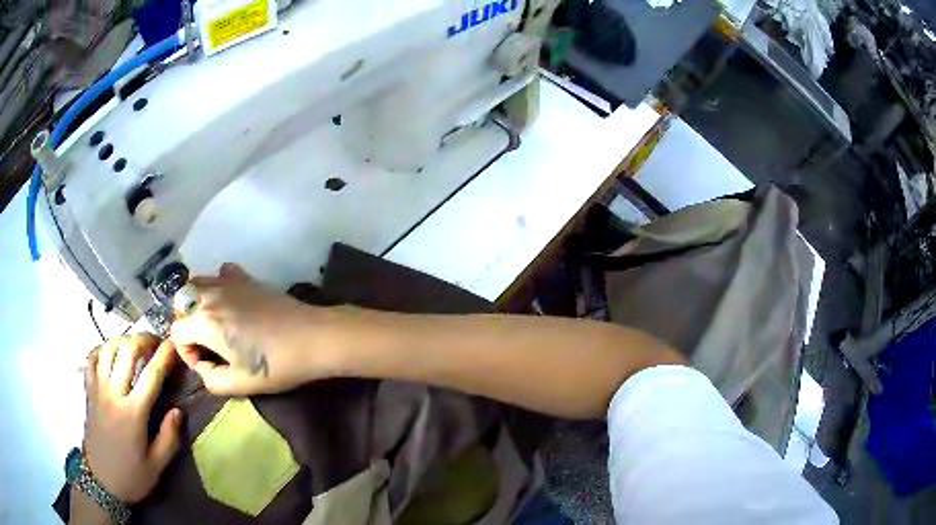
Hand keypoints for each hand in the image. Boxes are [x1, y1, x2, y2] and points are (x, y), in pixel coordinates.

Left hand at [82, 333, 181, 503]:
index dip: (165, 356)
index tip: (175, 345)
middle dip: (144, 340)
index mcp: (133, 413)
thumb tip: (178, 411)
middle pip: (127, 351)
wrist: (101, 481)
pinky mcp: (89, 390)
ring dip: (124, 340)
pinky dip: (103, 349)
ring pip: (109, 348)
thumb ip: (169, 438)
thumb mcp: (156, 466)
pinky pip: (92, 358)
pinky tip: (112, 354)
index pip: (151, 374)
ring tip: (135, 346)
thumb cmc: (131, 476)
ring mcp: (98, 389)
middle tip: (156, 343)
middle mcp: (114, 393)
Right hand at [170, 263, 334, 395]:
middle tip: (207, 345)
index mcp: (204, 321)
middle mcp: (210, 295)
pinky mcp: (246, 278)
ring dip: (196, 304)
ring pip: (196, 283)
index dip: (186, 353)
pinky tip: (230, 302)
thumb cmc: (276, 364)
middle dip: (187, 326)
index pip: (176, 332)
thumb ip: (211, 380)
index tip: (207, 365)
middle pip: (181, 304)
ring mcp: (228, 282)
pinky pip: (221, 274)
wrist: (314, 337)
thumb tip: (204, 368)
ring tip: (213, 325)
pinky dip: (217, 285)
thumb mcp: (240, 384)